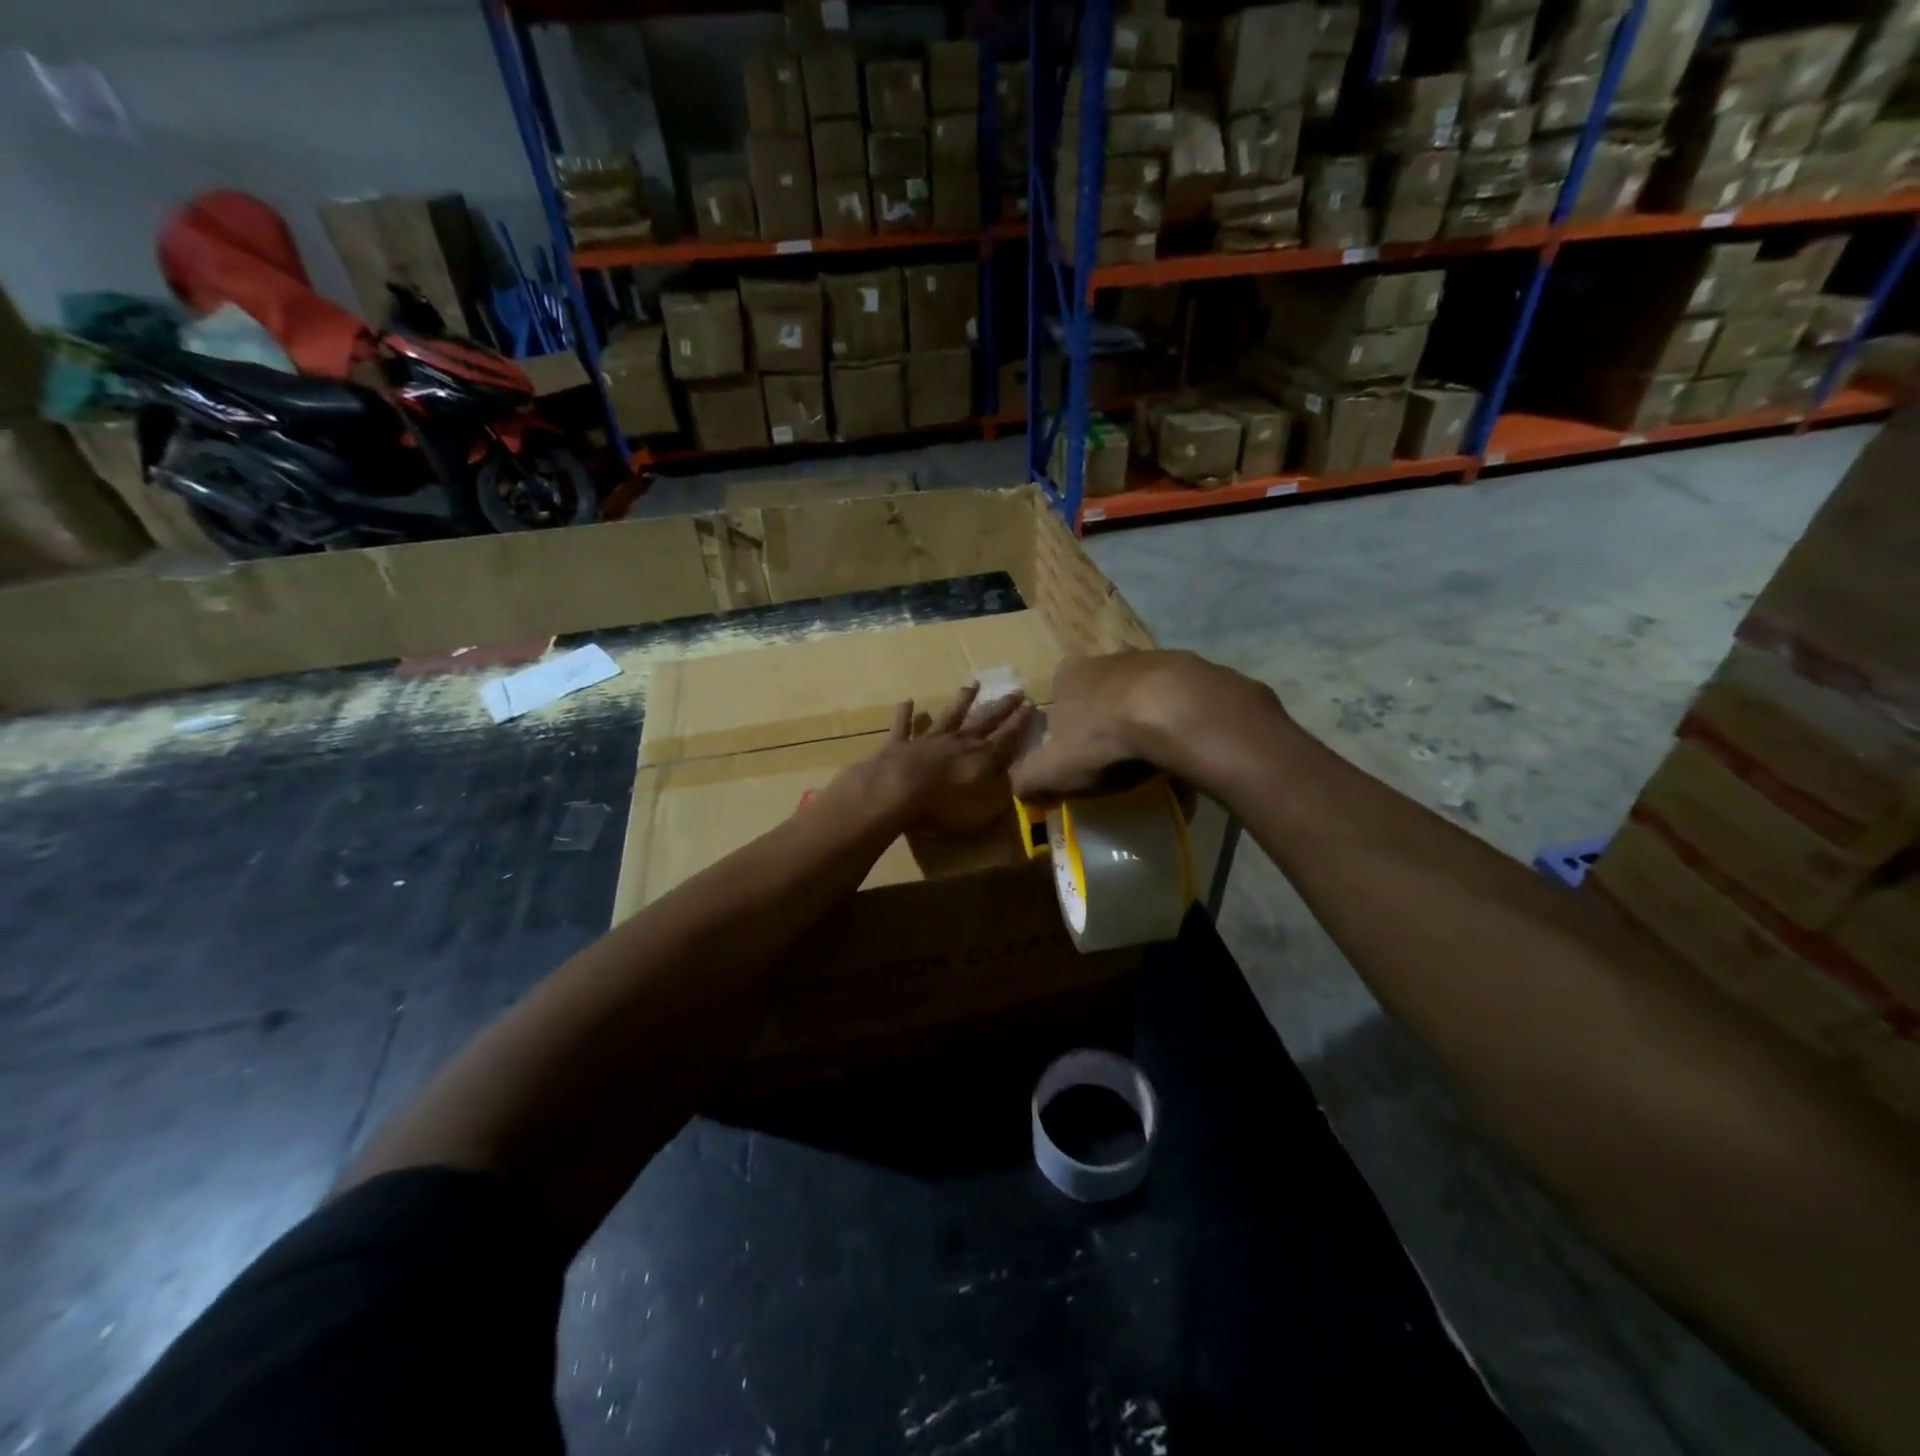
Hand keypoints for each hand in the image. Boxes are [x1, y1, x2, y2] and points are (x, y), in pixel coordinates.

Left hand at [838, 683, 1034, 836]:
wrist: (896, 792)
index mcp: (981, 758)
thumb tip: (1010, 779)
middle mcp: (958, 742)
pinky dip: (906, 713)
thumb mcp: (983, 809)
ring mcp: (928, 739)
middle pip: (984, 720)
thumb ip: (999, 793)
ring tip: (972, 685)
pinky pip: (904, 725)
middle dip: (1002, 706)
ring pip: (949, 715)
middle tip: (1016, 691)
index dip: (1021, 722)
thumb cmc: (943, 806)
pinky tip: (908, 701)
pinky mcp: (901, 743)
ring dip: (961, 700)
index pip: (1007, 737)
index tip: (1032, 705)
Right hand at [1010, 650, 1285, 803]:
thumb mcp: (1052, 769)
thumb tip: (1018, 790)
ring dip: (1145, 722)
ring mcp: (1154, 661)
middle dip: (1106, 723)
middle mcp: (1109, 659)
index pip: (1058, 694)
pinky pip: (1181, 705)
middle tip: (1113, 759)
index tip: (1076, 755)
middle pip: (1101, 694)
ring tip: (1153, 760)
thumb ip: (1028, 779)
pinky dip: (1179, 725)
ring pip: (1143, 697)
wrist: (1176, 712)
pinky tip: (1184, 753)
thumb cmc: (1103, 737)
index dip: (1064, 725)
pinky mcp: (1195, 672)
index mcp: (1070, 675)